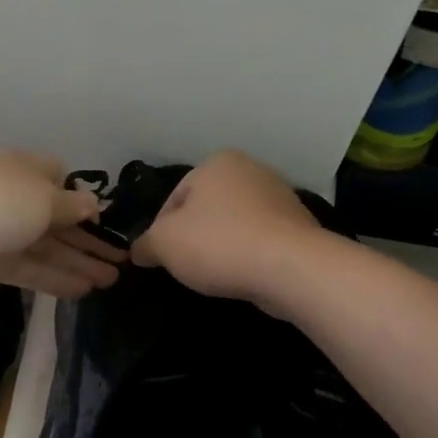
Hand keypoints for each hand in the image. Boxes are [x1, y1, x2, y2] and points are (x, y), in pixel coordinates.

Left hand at [0, 151, 125, 296]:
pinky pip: (28, 268)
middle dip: (88, 240)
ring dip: (77, 262)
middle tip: (120, 262)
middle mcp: (12, 197)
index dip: (81, 201)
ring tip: (110, 281)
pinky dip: (54, 278)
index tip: (103, 221)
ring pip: (45, 248)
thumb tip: (92, 204)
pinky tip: (82, 290)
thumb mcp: (45, 198)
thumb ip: (72, 206)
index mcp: (24, 170)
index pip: (58, 180)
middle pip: (57, 220)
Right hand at [130, 150, 323, 304]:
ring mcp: (279, 196)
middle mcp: (250, 170)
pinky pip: (260, 241)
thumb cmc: (219, 244)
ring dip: (222, 248)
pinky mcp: (298, 226)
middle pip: (205, 210)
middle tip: (188, 267)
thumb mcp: (165, 243)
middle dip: (194, 238)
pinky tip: (245, 275)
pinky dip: (248, 256)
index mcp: (216, 162)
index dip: (161, 232)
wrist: (291, 268)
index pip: (173, 199)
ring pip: (234, 225)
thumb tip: (139, 251)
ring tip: (217, 275)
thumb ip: (146, 244)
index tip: (163, 258)